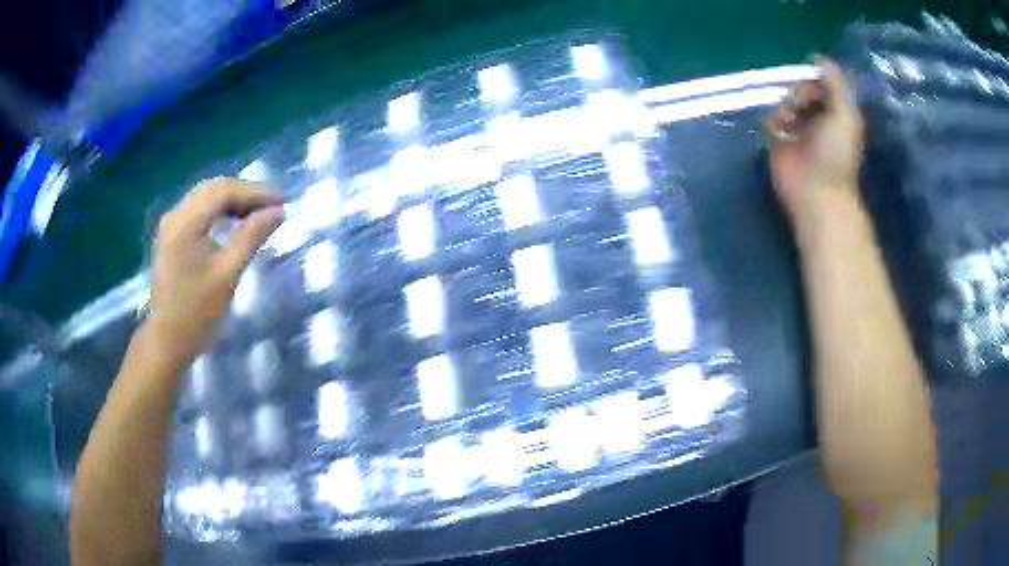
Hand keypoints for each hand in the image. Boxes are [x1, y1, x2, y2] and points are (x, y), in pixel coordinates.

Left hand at [147, 178, 283, 361]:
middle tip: (272, 205)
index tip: (282, 202)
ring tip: (257, 212)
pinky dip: (218, 210)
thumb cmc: (197, 312)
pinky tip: (232, 221)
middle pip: (213, 188)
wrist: (166, 341)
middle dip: (244, 192)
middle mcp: (175, 215)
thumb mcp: (228, 274)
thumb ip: (251, 236)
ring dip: (231, 200)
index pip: (224, 191)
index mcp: (186, 222)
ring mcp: (170, 226)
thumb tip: (278, 212)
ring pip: (204, 197)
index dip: (255, 192)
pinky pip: (197, 210)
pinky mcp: (170, 237)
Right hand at [766, 56, 865, 226]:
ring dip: (786, 105)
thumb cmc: (836, 153)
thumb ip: (837, 83)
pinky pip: (770, 116)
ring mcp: (797, 128)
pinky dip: (773, 118)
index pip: (821, 83)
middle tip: (801, 105)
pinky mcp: (778, 139)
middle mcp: (816, 117)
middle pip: (801, 88)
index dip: (815, 78)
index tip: (812, 83)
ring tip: (789, 121)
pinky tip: (779, 129)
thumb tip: (818, 57)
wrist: (815, 190)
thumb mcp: (846, 113)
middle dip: (799, 91)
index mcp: (836, 112)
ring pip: (785, 100)